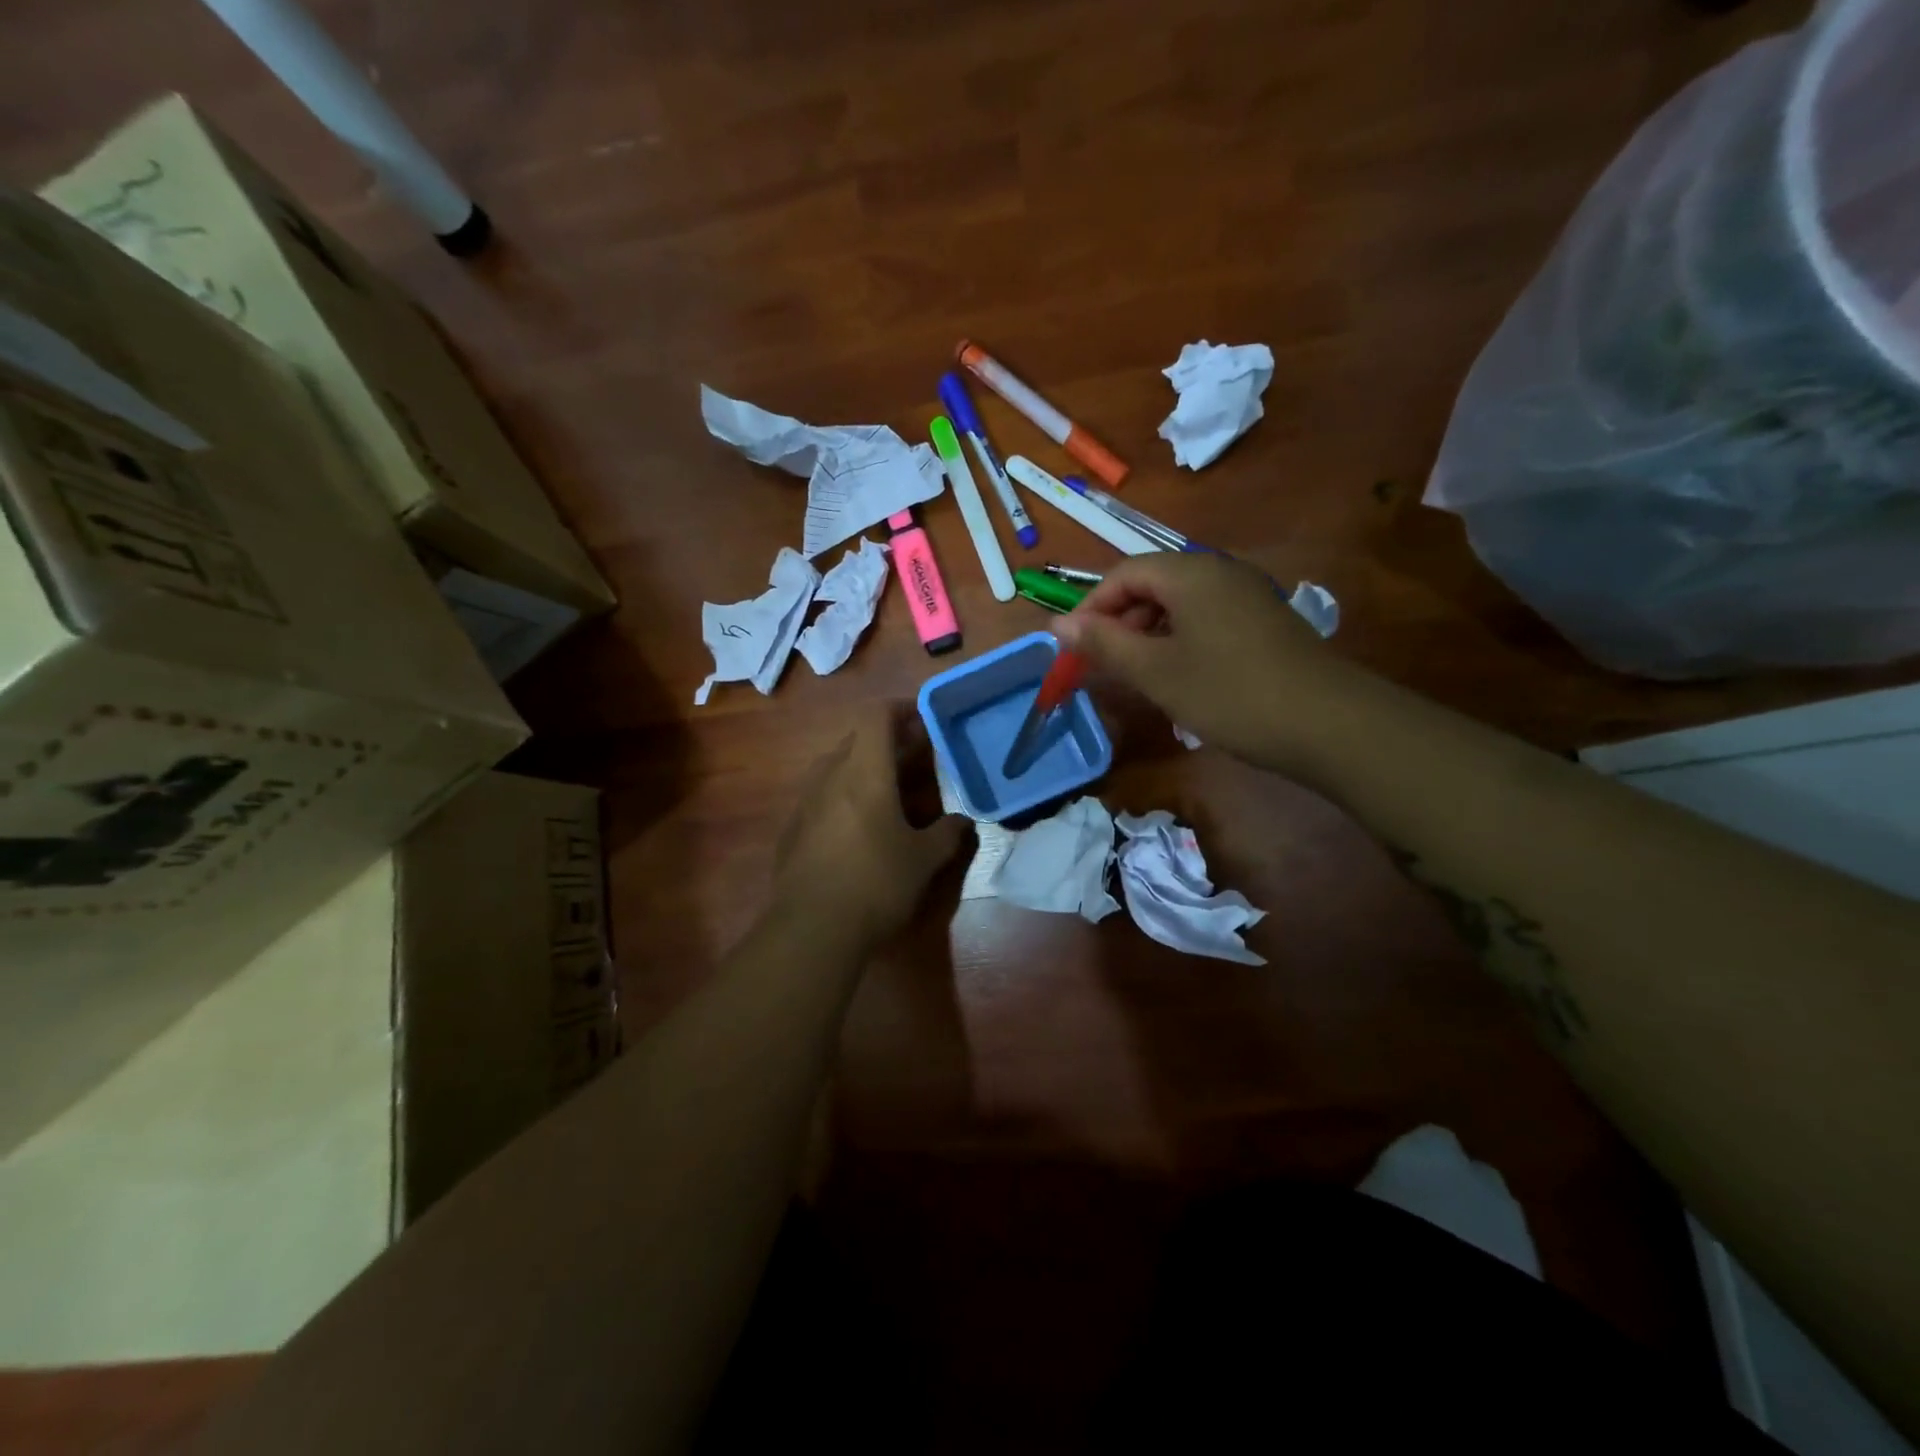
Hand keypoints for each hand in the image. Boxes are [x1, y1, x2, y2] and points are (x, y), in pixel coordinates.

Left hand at [771, 705, 969, 947]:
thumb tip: (962, 822)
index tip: (924, 719)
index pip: (876, 716)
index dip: (901, 709)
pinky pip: (821, 795)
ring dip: (864, 766)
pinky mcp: (792, 829)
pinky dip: (843, 794)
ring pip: (836, 766)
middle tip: (916, 757)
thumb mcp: (924, 860)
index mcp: (864, 772)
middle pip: (857, 739)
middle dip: (888, 741)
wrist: (812, 929)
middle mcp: (830, 776)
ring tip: (889, 790)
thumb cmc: (877, 883)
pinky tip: (858, 826)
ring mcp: (805, 802)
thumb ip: (948, 834)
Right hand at [1054, 552, 1348, 771]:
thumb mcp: (1156, 672)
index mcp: (1189, 574)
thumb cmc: (1229, 693)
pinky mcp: (1263, 623)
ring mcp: (1246, 596)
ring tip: (1136, 676)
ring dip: (1147, 635)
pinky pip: (1205, 620)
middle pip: (1151, 584)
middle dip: (1118, 622)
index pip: (1123, 574)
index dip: (1090, 608)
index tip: (1074, 649)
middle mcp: (1218, 573)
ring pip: (1178, 605)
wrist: (1328, 724)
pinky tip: (1178, 678)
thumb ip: (1104, 644)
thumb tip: (1057, 623)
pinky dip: (1178, 642)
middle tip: (1103, 666)